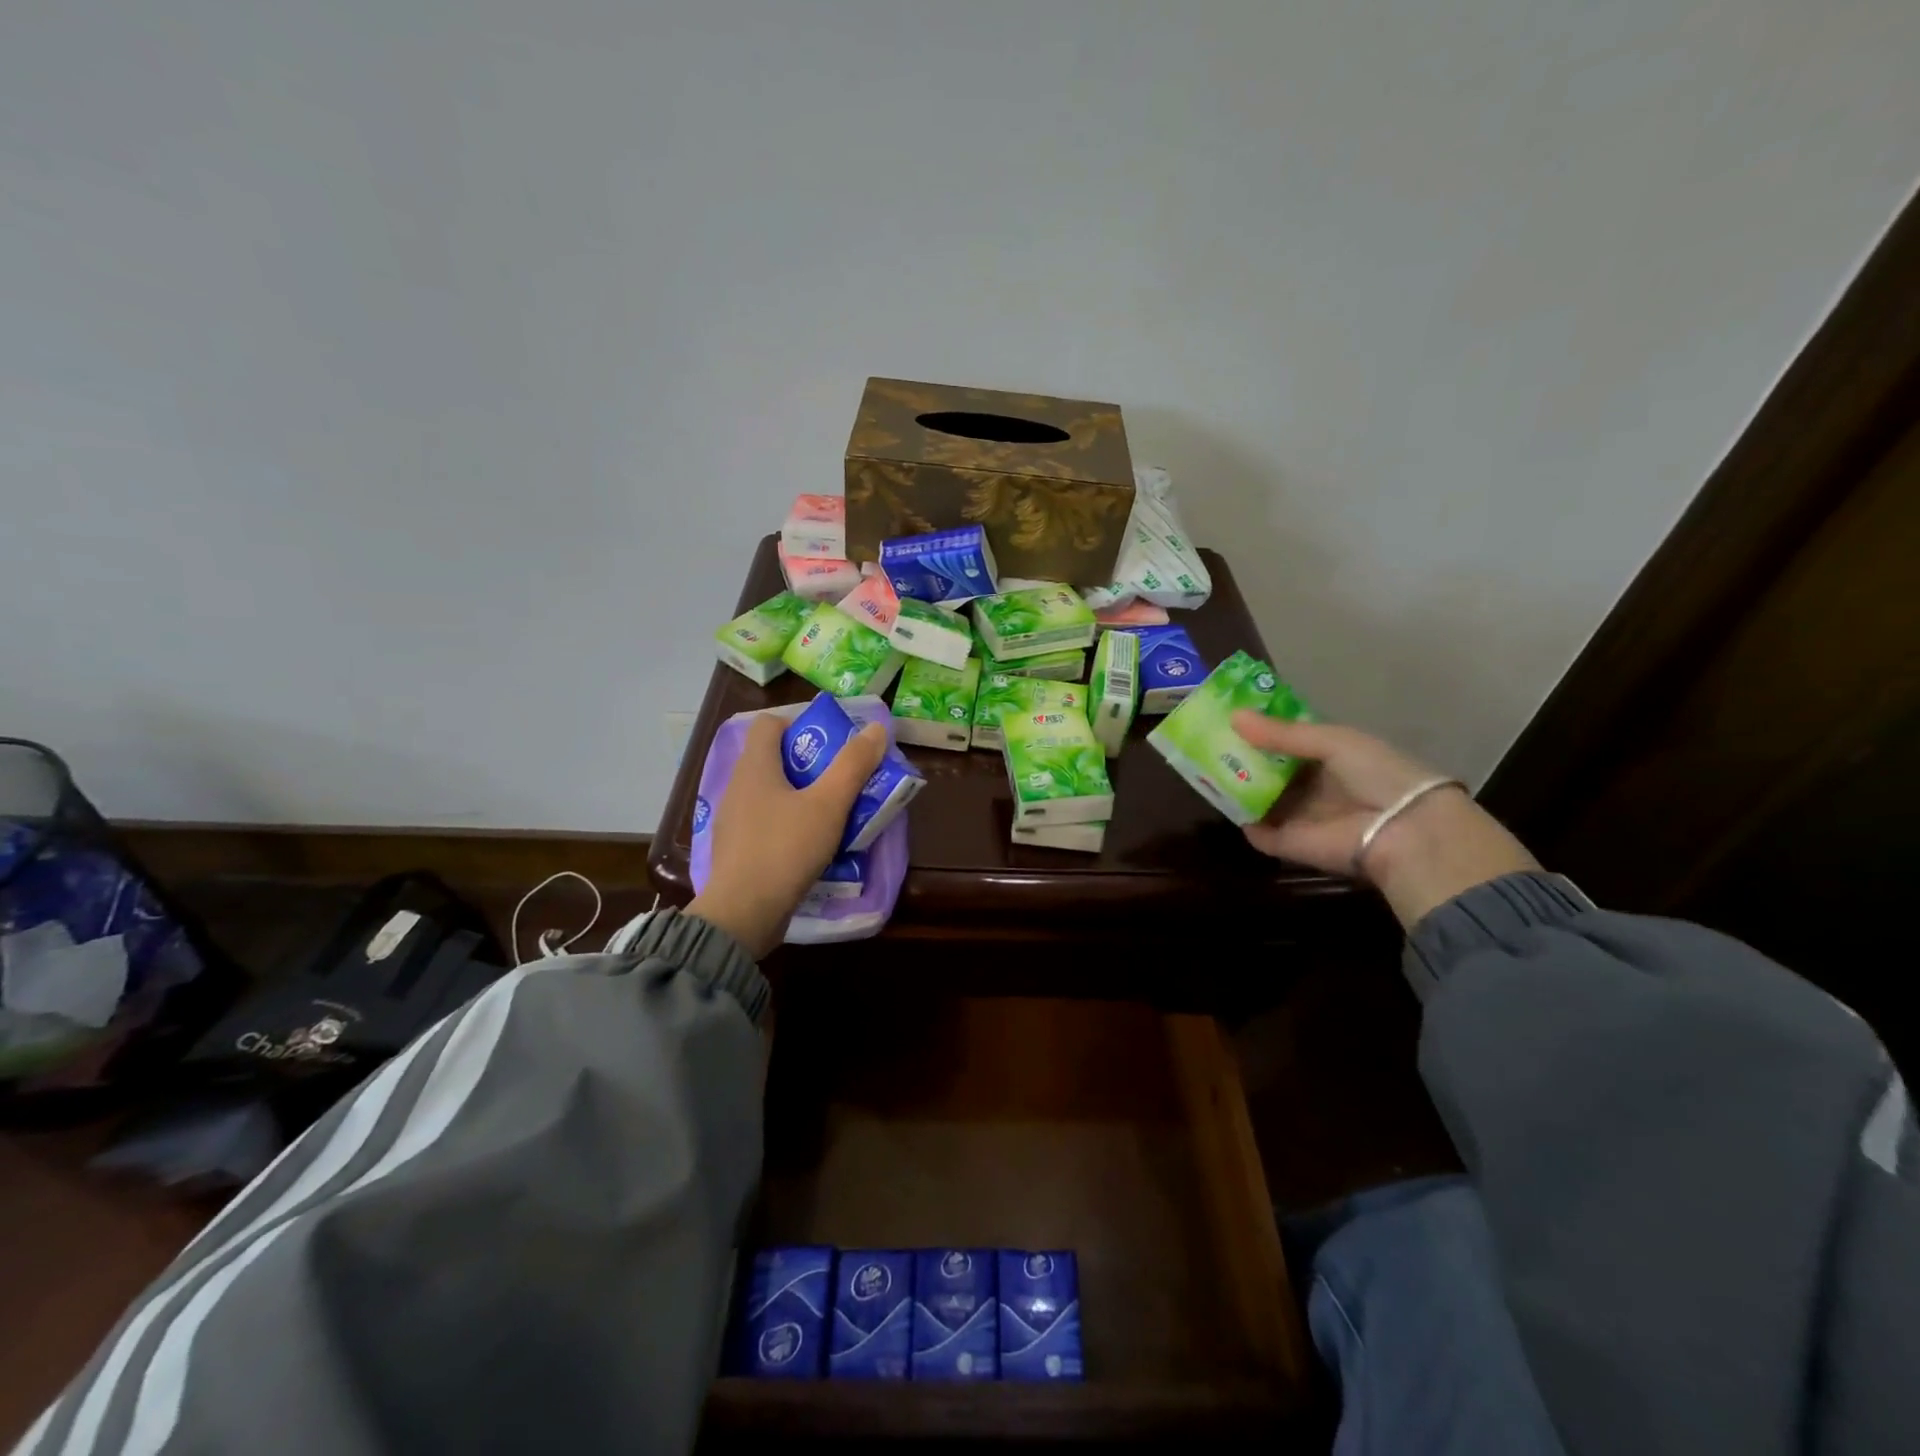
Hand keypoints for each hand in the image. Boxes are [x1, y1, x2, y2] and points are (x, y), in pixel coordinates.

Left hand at [688, 712, 887, 958]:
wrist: (743, 915)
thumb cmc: (785, 849)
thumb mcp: (828, 805)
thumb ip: (853, 765)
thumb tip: (876, 728)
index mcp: (754, 767)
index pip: (770, 724)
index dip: (800, 724)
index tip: (832, 742)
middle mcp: (738, 787)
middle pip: (775, 758)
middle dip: (811, 763)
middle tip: (844, 777)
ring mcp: (733, 820)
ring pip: (772, 793)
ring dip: (802, 795)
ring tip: (835, 811)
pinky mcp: (737, 849)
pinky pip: (767, 822)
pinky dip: (790, 823)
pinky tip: (812, 843)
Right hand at [1230, 713, 1537, 928]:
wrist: (1403, 830)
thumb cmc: (1377, 774)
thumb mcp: (1333, 740)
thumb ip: (1283, 733)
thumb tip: (1233, 716)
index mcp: (1332, 759)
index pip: (1290, 743)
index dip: (1263, 731)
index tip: (1230, 716)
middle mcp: (1316, 787)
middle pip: (1272, 771)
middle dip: (1242, 757)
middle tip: (1207, 740)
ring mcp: (1302, 817)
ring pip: (1261, 799)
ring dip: (1237, 786)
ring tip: (1201, 766)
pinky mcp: (1291, 844)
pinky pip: (1259, 832)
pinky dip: (1242, 821)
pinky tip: (1216, 800)